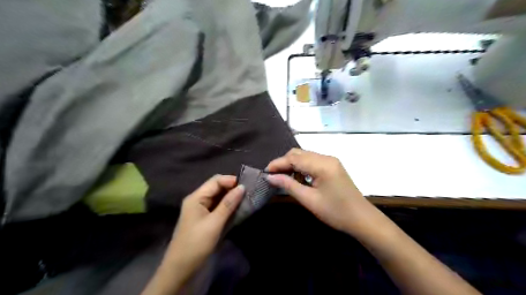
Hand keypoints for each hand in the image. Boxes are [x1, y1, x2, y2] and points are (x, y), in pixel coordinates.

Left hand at [165, 176, 245, 276]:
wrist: (181, 268)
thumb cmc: (197, 243)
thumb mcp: (215, 223)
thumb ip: (228, 204)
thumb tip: (242, 187)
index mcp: (196, 197)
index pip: (215, 181)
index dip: (230, 181)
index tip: (246, 186)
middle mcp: (198, 200)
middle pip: (217, 187)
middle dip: (232, 188)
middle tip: (248, 193)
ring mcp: (201, 209)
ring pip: (218, 197)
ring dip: (231, 198)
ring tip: (246, 199)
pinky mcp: (205, 218)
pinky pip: (218, 207)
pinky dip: (227, 206)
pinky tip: (237, 209)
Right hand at [268, 148, 375, 236]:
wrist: (361, 219)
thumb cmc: (335, 212)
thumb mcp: (309, 200)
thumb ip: (288, 185)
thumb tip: (270, 177)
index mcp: (322, 165)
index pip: (294, 158)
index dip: (278, 163)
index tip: (265, 172)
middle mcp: (326, 158)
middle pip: (299, 153)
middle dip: (284, 162)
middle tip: (273, 176)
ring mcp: (330, 161)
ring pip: (305, 156)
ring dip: (292, 164)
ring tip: (283, 177)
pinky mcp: (332, 166)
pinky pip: (312, 161)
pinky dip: (301, 167)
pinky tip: (297, 178)